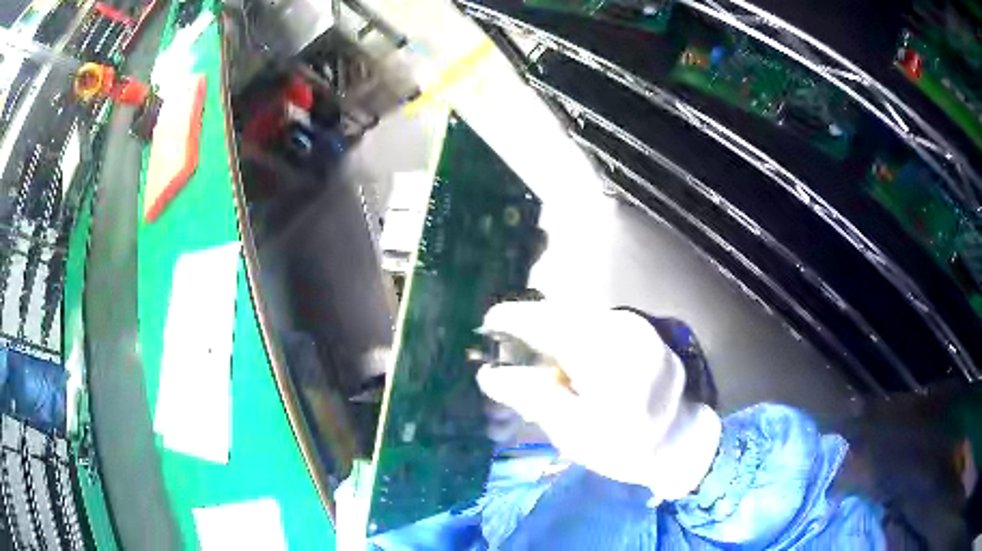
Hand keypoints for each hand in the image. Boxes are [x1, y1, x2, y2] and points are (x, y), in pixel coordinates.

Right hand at [477, 301, 721, 500]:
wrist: (678, 442)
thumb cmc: (623, 445)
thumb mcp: (572, 431)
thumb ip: (530, 397)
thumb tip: (489, 374)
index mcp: (603, 353)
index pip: (546, 322)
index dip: (512, 319)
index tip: (487, 325)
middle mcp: (621, 327)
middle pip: (561, 313)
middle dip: (531, 325)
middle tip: (509, 349)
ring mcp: (634, 325)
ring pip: (578, 315)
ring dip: (553, 331)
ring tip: (540, 362)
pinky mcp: (640, 330)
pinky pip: (595, 322)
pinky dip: (574, 335)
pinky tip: (571, 363)